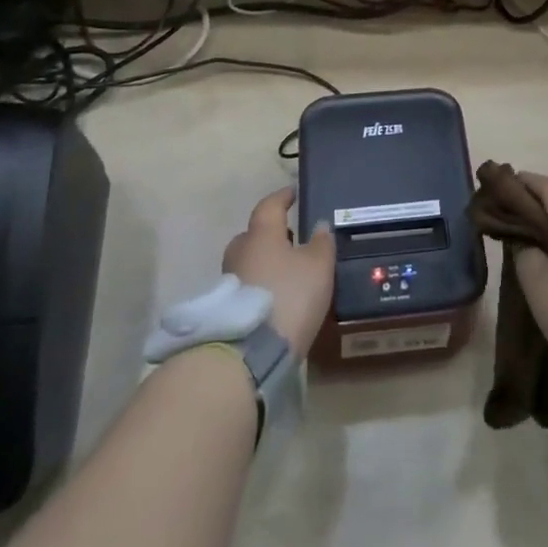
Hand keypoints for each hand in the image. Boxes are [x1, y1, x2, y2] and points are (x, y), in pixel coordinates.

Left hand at [221, 188, 334, 358]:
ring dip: (263, 262)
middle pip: (253, 235)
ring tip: (285, 271)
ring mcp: (229, 282)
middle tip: (289, 238)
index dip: (282, 197)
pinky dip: (259, 286)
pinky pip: (246, 287)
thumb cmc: (289, 295)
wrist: (250, 353)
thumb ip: (321, 243)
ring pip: (248, 262)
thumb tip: (320, 225)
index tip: (292, 193)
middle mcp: (240, 252)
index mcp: (261, 234)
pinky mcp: (226, 310)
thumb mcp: (318, 266)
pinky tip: (275, 297)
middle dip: (270, 235)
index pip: (269, 206)